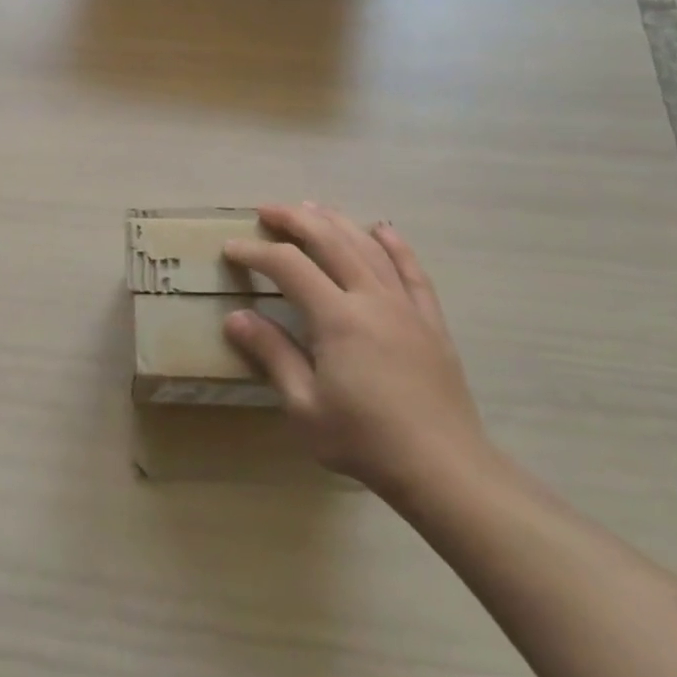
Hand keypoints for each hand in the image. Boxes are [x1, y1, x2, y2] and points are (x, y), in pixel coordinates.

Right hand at [223, 204, 486, 502]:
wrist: (444, 469)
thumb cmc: (365, 440)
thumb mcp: (304, 406)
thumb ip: (272, 355)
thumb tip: (236, 317)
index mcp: (337, 318)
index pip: (289, 266)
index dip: (256, 252)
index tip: (231, 248)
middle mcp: (372, 299)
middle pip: (330, 241)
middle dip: (294, 220)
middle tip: (266, 210)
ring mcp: (406, 306)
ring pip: (368, 247)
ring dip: (337, 222)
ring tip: (312, 207)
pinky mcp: (430, 320)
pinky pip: (412, 271)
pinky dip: (395, 245)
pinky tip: (382, 229)